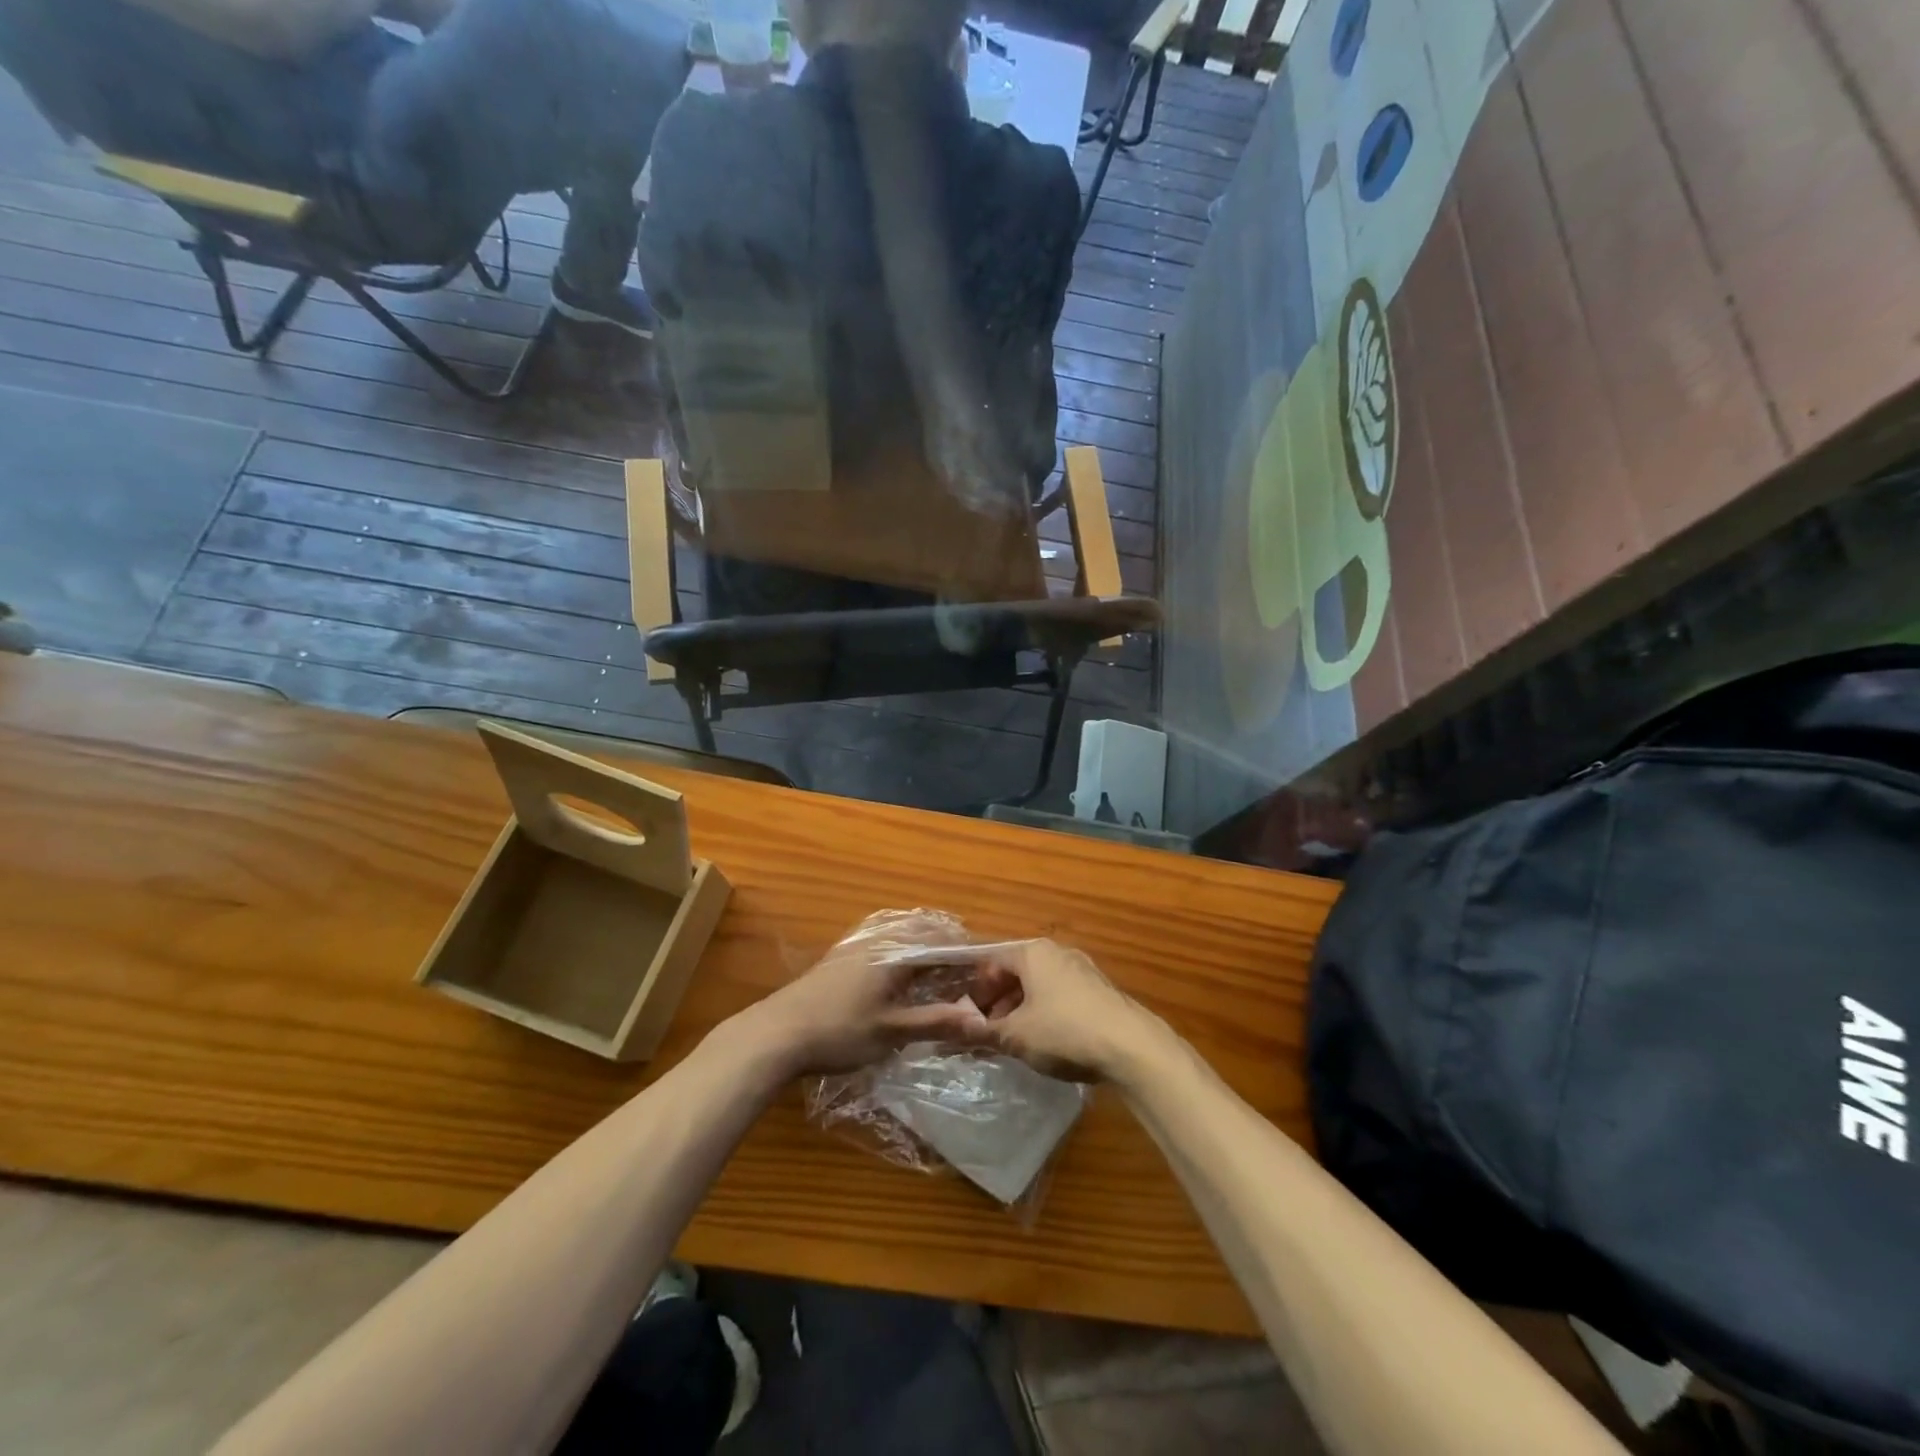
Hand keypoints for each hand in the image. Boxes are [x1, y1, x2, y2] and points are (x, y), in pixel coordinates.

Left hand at [734, 926, 992, 1078]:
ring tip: (939, 964)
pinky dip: (901, 948)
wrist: (776, 1034)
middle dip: (946, 943)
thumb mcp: (891, 1032)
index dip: (965, 952)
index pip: (940, 942)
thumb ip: (936, 1021)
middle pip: (921, 930)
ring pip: (900, 933)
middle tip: (967, 965)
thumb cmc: (839, 1032)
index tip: (986, 966)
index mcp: (894, 952)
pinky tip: (899, 970)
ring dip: (923, 942)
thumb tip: (980, 1019)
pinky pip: (882, 940)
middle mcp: (877, 939)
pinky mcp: (839, 958)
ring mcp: (855, 946)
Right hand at [967, 940, 1166, 1082]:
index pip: (992, 962)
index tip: (967, 1017)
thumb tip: (950, 1029)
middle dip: (999, 1002)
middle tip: (988, 1032)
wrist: (1131, 1047)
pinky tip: (1047, 1042)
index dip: (976, 989)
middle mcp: (1058, 953)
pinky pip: (1062, 997)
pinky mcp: (1100, 992)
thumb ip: (981, 1031)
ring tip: (1015, 1041)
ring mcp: (1083, 970)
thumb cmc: (1064, 1031)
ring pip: (1040, 986)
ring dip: (1022, 1010)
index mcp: (1033, 953)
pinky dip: (1046, 1014)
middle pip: (1017, 972)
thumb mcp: (1016, 1036)